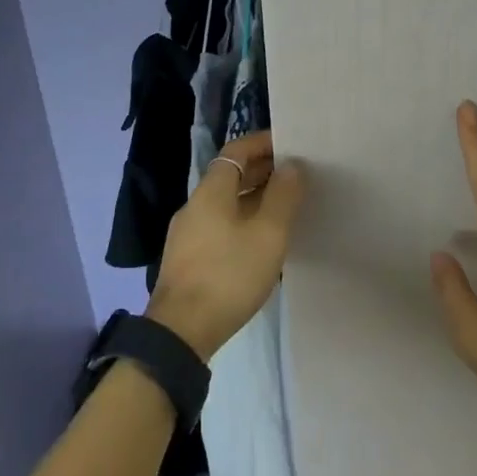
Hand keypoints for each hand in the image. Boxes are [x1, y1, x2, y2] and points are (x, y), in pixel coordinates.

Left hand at [148, 130, 305, 360]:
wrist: (180, 332)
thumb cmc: (228, 275)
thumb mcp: (268, 234)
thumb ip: (283, 196)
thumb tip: (292, 164)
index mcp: (212, 190)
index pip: (237, 150)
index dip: (262, 143)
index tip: (290, 144)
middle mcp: (195, 204)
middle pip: (230, 175)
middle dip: (262, 171)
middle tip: (296, 176)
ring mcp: (187, 233)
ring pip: (225, 203)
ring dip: (253, 198)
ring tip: (285, 208)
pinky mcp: (187, 258)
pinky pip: (219, 225)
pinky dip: (242, 221)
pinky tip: (260, 241)